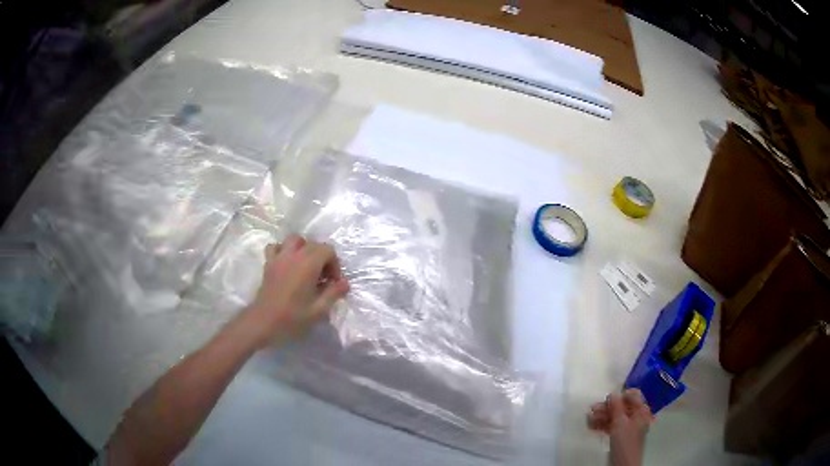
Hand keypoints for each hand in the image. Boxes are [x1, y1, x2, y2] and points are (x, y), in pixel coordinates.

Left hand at [241, 235, 349, 348]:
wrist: (263, 322)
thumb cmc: (292, 318)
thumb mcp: (319, 310)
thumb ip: (333, 293)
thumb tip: (345, 283)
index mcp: (308, 264)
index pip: (328, 250)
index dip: (334, 264)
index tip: (333, 282)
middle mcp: (294, 255)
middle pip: (313, 244)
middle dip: (322, 257)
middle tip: (322, 279)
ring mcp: (279, 257)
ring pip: (295, 240)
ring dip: (303, 249)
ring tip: (306, 266)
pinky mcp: (268, 263)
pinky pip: (276, 247)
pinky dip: (283, 250)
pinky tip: (287, 264)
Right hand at [587, 388, 652, 465]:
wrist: (623, 464)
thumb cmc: (625, 441)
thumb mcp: (620, 422)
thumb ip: (616, 407)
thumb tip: (613, 394)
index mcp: (641, 410)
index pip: (633, 396)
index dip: (620, 395)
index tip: (607, 398)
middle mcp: (636, 416)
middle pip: (622, 407)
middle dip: (607, 407)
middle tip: (593, 408)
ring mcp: (628, 427)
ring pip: (615, 417)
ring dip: (602, 416)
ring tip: (589, 418)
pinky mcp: (620, 436)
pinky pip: (612, 426)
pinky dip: (602, 425)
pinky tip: (592, 426)